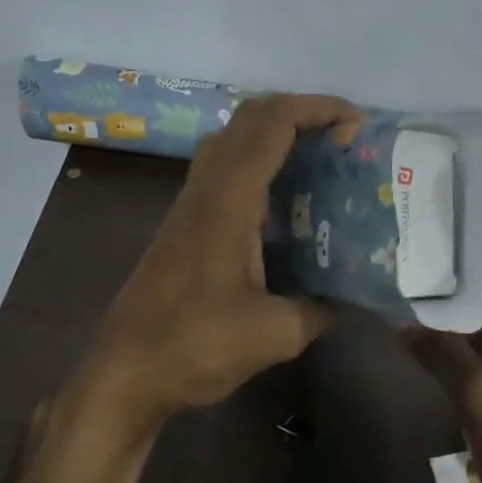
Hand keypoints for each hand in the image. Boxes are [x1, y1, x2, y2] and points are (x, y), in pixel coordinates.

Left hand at [81, 93, 365, 430]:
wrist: (123, 374)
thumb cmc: (194, 347)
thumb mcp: (274, 335)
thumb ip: (319, 309)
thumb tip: (347, 298)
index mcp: (228, 202)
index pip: (273, 125)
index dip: (318, 109)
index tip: (358, 123)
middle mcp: (206, 189)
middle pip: (251, 116)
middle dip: (302, 111)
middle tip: (344, 138)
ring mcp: (191, 203)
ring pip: (233, 138)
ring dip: (277, 132)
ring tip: (321, 159)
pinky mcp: (185, 222)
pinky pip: (225, 166)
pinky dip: (260, 160)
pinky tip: (286, 201)